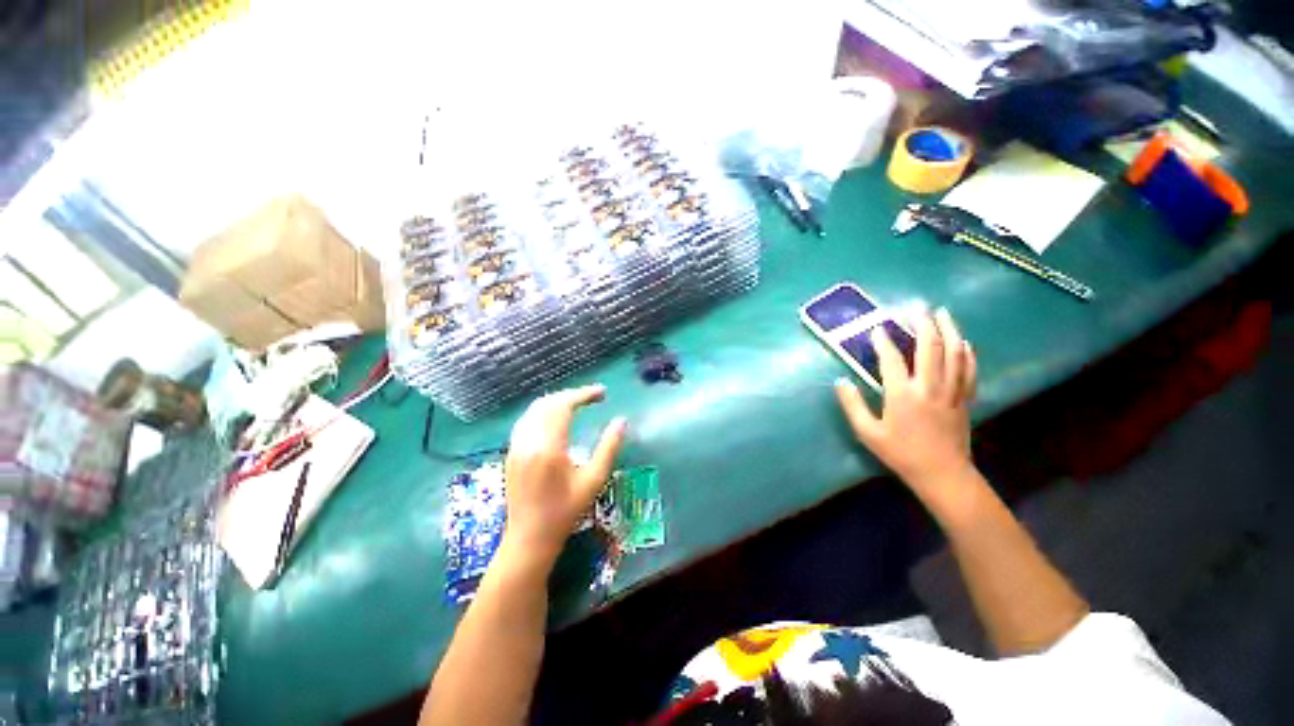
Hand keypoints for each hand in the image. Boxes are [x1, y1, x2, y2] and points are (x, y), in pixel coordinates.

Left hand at [501, 385, 626, 569]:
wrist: (530, 538)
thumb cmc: (566, 511)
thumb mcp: (594, 480)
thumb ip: (609, 447)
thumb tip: (622, 421)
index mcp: (549, 447)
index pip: (564, 405)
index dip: (584, 394)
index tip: (602, 393)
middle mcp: (528, 441)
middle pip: (548, 403)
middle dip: (572, 395)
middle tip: (593, 397)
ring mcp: (516, 446)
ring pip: (534, 409)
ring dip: (557, 401)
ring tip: (578, 404)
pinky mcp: (511, 452)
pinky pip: (526, 420)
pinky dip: (543, 411)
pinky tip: (556, 418)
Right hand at [834, 308, 976, 494]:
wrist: (942, 474)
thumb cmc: (900, 453)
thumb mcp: (867, 433)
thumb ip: (852, 405)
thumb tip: (841, 381)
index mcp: (903, 394)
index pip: (892, 359)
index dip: (883, 341)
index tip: (876, 328)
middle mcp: (929, 387)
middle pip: (930, 347)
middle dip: (922, 324)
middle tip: (916, 307)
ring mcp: (951, 391)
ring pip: (954, 353)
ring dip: (948, 330)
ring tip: (942, 313)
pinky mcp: (964, 398)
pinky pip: (969, 370)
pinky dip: (966, 353)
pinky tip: (963, 342)